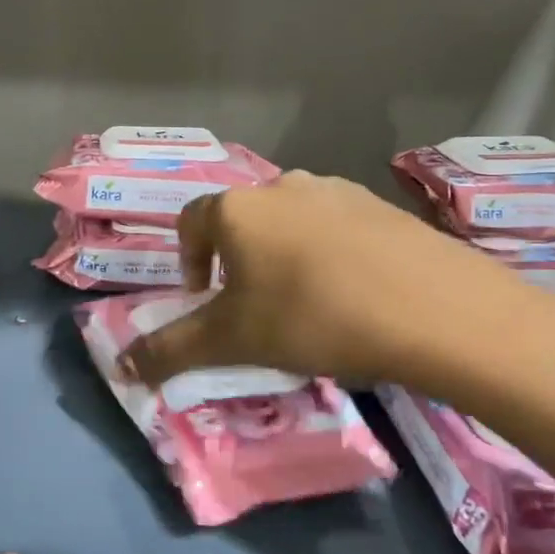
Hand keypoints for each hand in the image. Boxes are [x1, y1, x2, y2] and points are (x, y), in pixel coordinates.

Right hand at [118, 170, 542, 397]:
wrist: (434, 309)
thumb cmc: (313, 317)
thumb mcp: (233, 340)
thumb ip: (171, 350)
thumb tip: (121, 368)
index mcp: (237, 209)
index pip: (191, 222)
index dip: (188, 261)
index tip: (203, 298)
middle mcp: (281, 185)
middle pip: (242, 221)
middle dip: (237, 261)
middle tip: (255, 308)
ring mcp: (336, 190)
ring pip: (291, 221)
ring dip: (284, 255)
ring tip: (307, 303)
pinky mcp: (381, 206)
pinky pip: (337, 226)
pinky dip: (330, 254)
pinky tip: (355, 293)